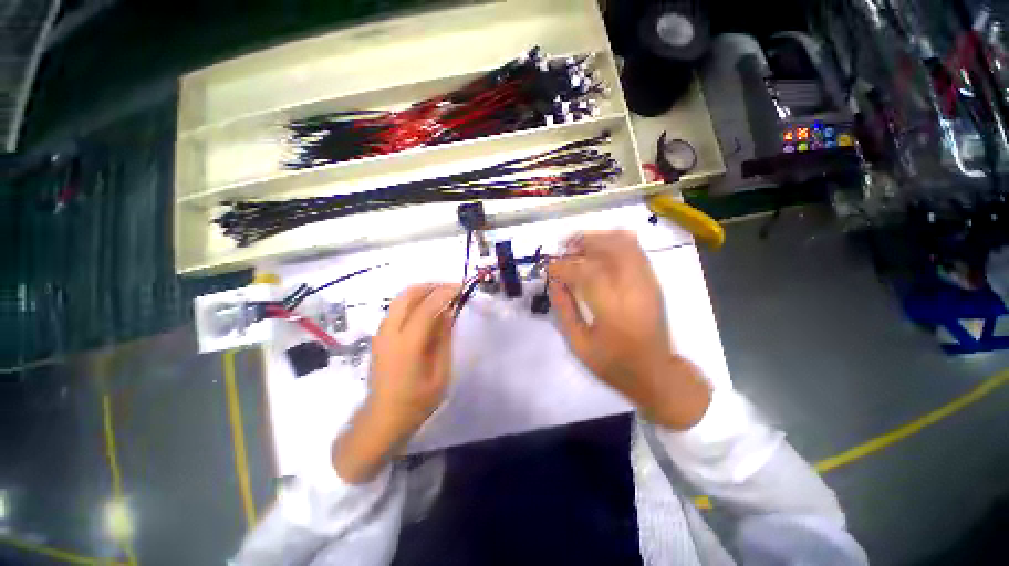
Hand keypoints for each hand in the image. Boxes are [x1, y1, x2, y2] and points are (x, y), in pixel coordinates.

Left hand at [333, 283, 457, 482]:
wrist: (382, 419)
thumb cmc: (417, 402)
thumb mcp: (440, 373)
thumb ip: (444, 339)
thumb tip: (449, 312)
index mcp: (408, 344)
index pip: (427, 306)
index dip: (446, 292)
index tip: (462, 287)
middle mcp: (390, 331)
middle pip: (409, 294)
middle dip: (433, 286)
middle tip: (452, 289)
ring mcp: (382, 332)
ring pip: (401, 298)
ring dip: (423, 292)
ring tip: (443, 297)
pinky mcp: (380, 335)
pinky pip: (398, 308)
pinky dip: (415, 301)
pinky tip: (429, 311)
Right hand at [547, 231, 710, 429]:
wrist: (656, 373)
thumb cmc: (613, 363)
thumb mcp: (579, 344)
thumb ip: (564, 309)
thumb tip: (553, 282)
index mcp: (613, 310)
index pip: (586, 273)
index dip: (564, 266)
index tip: (549, 268)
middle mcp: (634, 290)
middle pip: (610, 247)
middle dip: (583, 242)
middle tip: (564, 248)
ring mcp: (648, 283)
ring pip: (625, 243)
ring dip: (599, 238)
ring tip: (580, 246)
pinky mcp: (653, 282)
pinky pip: (635, 250)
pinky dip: (614, 243)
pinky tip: (599, 251)